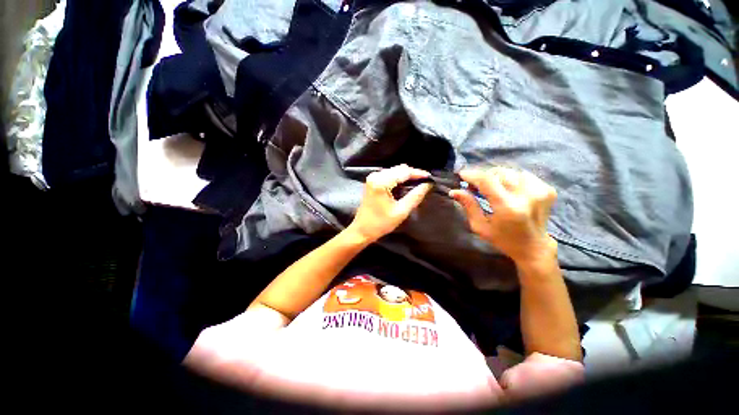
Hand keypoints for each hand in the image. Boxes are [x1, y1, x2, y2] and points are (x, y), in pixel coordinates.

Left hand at [347, 165, 432, 242]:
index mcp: (381, 182)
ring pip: (394, 171)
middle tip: (425, 182)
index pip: (404, 172)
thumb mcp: (401, 211)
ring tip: (418, 183)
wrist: (362, 230)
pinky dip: (399, 178)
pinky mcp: (372, 181)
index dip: (418, 174)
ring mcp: (373, 177)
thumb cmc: (381, 223)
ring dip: (406, 176)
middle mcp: (376, 176)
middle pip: (399, 169)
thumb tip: (427, 184)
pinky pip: (389, 175)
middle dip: (413, 174)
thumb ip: (415, 196)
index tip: (430, 178)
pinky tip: (406, 185)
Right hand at [450, 167, 557, 264]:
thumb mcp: (480, 226)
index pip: (487, 180)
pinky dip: (511, 179)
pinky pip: (523, 175)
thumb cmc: (503, 240)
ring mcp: (540, 191)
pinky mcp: (547, 189)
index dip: (473, 175)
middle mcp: (526, 196)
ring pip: (511, 172)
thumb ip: (469, 206)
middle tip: (474, 186)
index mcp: (508, 207)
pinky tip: (507, 189)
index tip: (462, 175)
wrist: (534, 248)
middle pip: (499, 173)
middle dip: (483, 177)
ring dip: (497, 178)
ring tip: (490, 188)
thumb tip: (454, 191)